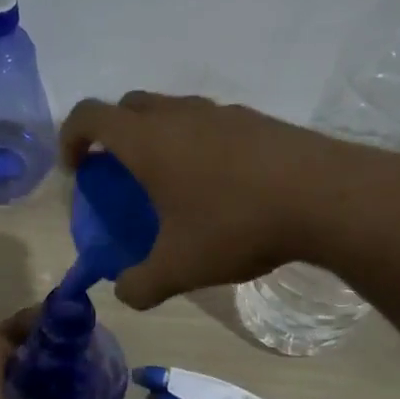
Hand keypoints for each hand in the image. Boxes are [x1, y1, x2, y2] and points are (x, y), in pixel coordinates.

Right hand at [60, 91, 399, 309]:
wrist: (328, 197)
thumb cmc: (237, 225)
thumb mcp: (180, 268)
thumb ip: (140, 284)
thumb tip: (124, 292)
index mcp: (148, 141)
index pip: (89, 115)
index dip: (71, 138)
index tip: (77, 171)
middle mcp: (179, 115)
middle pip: (128, 106)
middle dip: (112, 134)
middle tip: (119, 174)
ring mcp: (222, 113)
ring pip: (172, 111)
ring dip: (157, 137)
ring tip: (170, 183)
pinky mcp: (257, 121)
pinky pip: (209, 123)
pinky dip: (195, 143)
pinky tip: (217, 185)